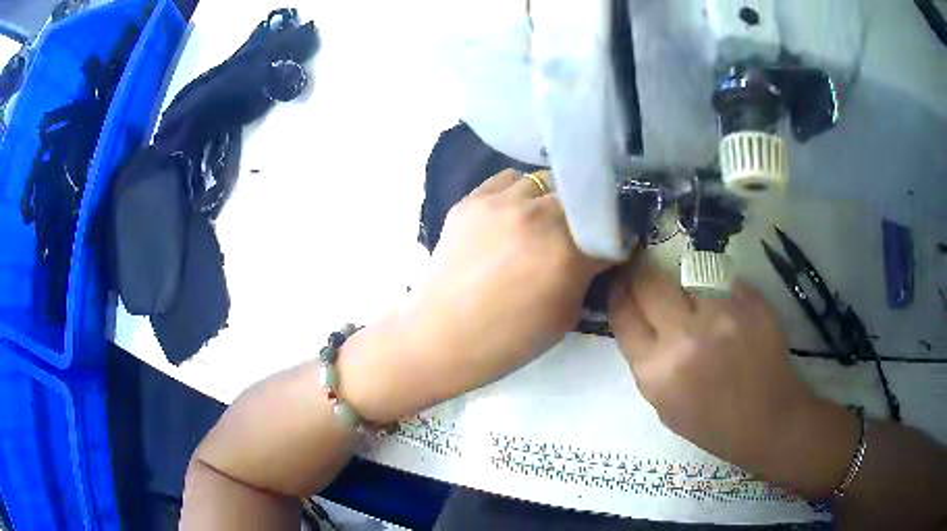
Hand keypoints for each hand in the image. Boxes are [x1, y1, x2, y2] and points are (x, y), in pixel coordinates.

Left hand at [342, 169, 609, 422]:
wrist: (440, 335)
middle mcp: (535, 216)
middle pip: (580, 197)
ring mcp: (500, 202)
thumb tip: (599, 251)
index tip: (612, 245)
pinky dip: (521, 193)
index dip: (615, 237)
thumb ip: (587, 275)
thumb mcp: (565, 316)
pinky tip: (515, 214)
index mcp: (565, 252)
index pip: (610, 228)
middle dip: (586, 215)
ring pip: (545, 181)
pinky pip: (510, 180)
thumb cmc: (508, 340)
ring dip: (553, 200)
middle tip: (579, 233)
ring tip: (544, 221)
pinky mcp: (472, 199)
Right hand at [608, 254, 856, 493]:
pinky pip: (722, 279)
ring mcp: (723, 315)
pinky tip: (728, 310)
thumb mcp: (662, 404)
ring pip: (687, 272)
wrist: (768, 420)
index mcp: (656, 372)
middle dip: (642, 272)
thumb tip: (638, 315)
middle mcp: (685, 338)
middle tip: (648, 271)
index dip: (619, 291)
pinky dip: (718, 289)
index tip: (621, 281)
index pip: (623, 313)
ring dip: (684, 280)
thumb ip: (646, 359)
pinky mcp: (751, 302)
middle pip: (648, 281)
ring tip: (696, 296)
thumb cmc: (712, 423)